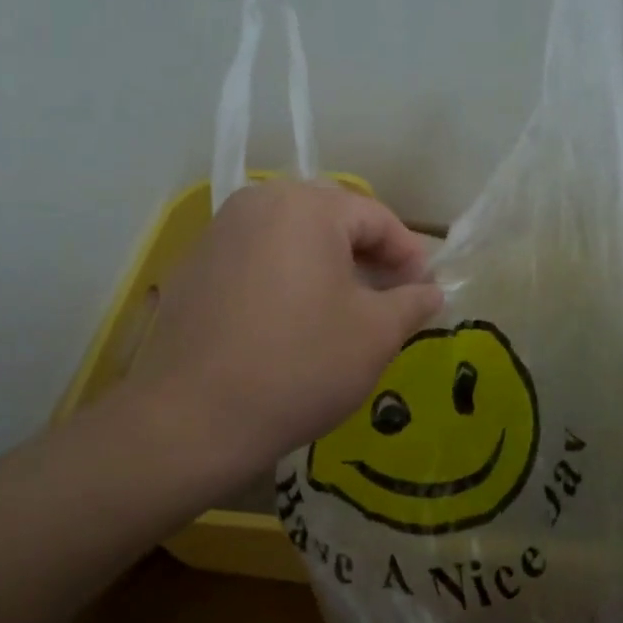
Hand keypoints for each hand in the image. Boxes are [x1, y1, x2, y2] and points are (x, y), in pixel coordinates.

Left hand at [123, 182, 443, 488]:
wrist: (190, 419)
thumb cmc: (299, 366)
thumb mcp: (375, 335)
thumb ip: (412, 302)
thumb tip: (431, 291)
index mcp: (306, 206)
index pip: (376, 217)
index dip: (409, 253)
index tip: (425, 291)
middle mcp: (258, 202)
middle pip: (331, 218)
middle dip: (367, 254)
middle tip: (388, 296)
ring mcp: (219, 232)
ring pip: (291, 236)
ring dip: (326, 263)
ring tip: (345, 308)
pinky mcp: (194, 266)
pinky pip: (257, 256)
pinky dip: (285, 275)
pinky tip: (292, 319)